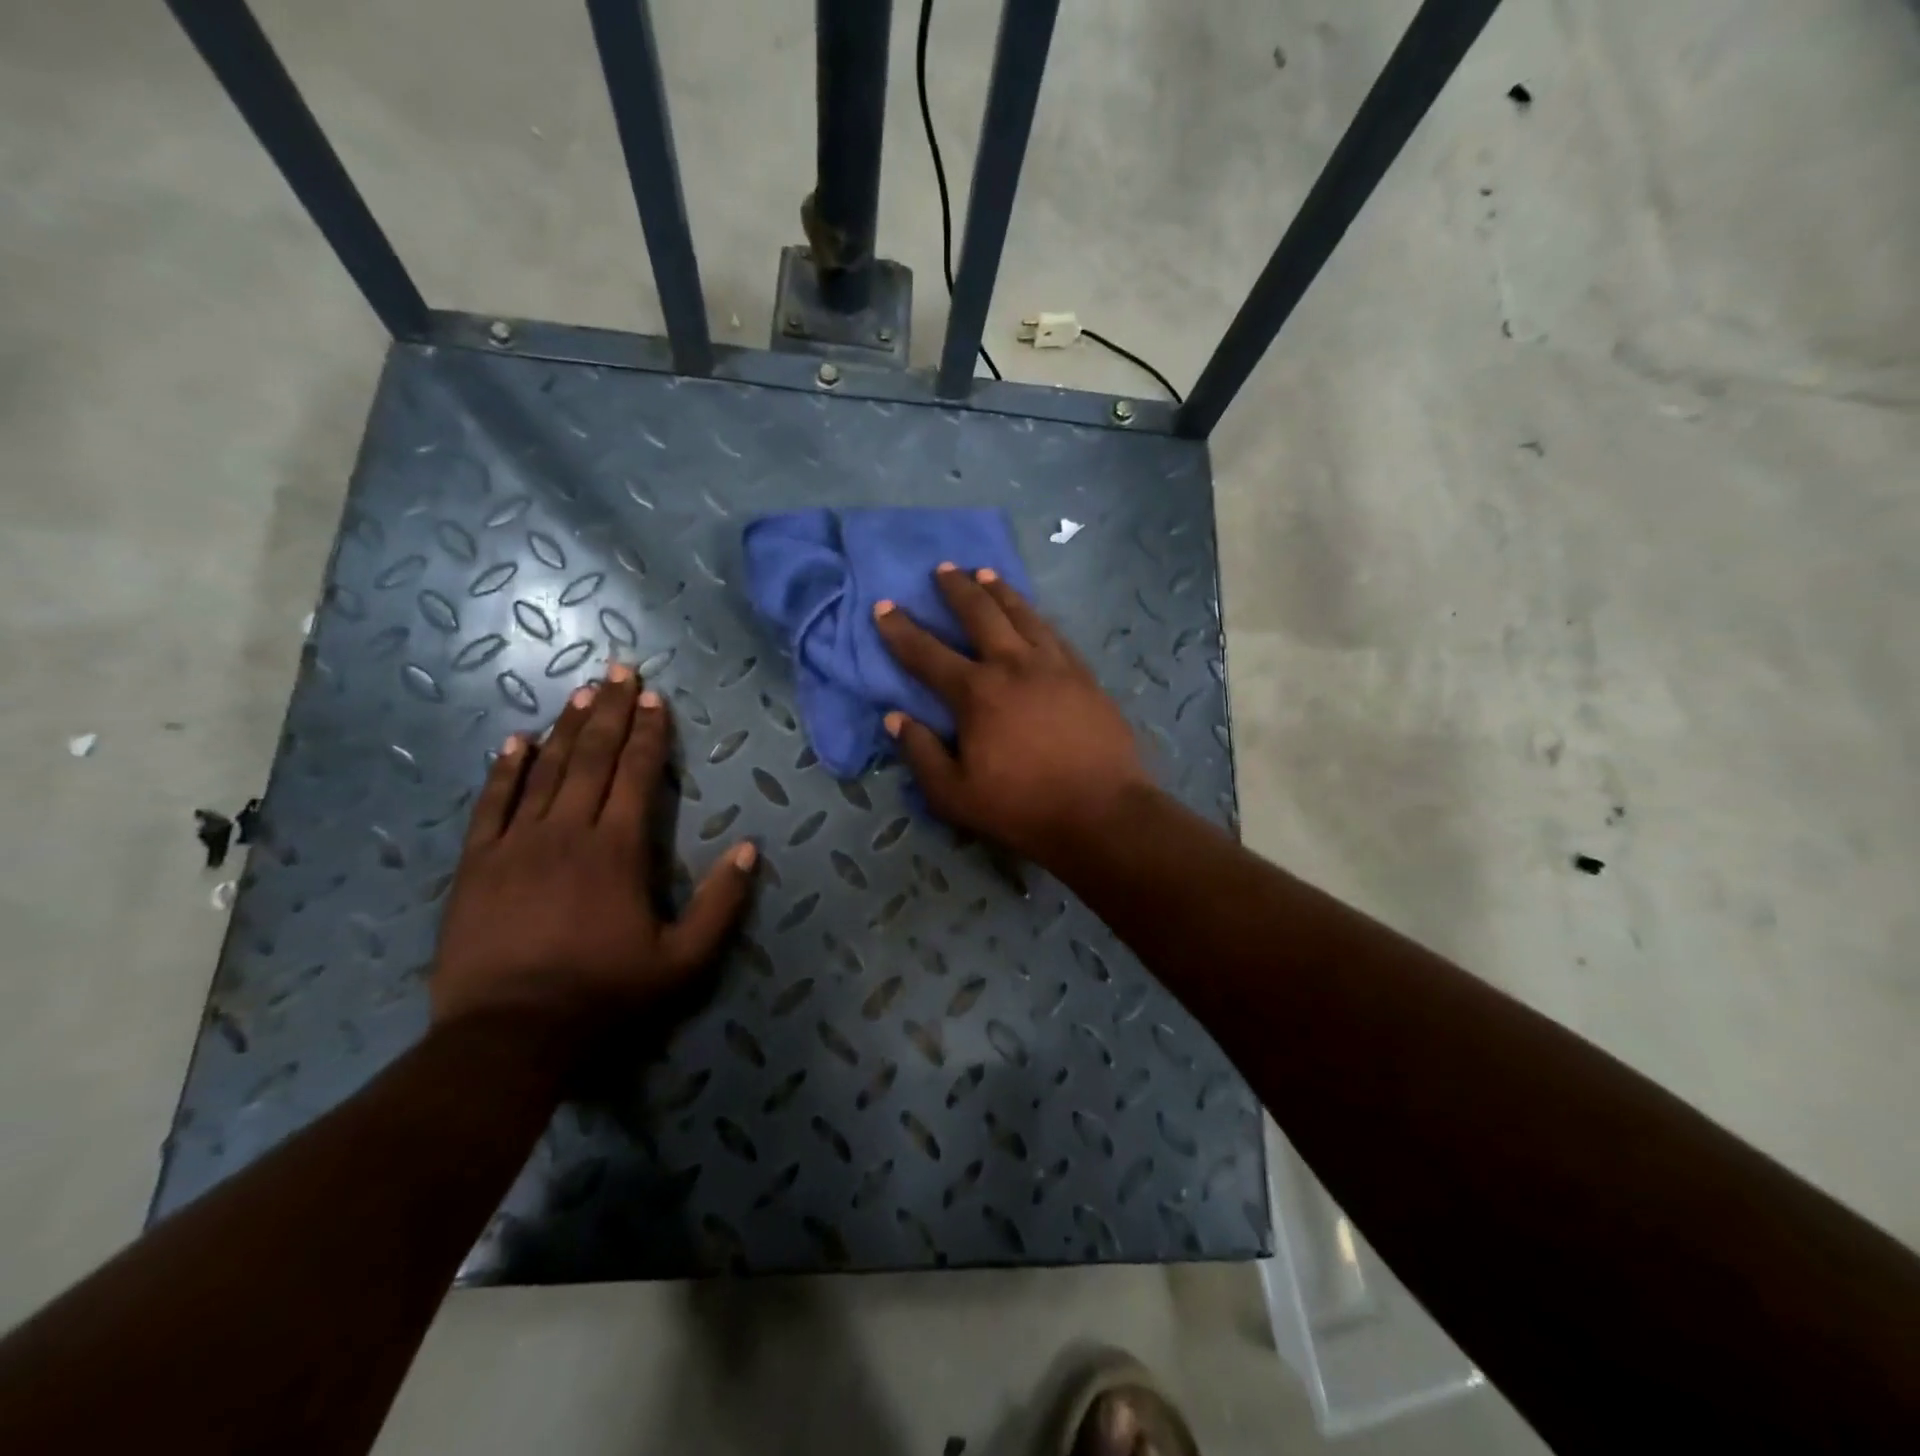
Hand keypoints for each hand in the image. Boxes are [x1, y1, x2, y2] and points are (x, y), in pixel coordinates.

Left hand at [431, 663, 756, 1032]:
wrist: (508, 1037)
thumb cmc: (605, 995)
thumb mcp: (684, 961)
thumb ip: (721, 903)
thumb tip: (750, 848)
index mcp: (618, 850)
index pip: (637, 774)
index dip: (649, 733)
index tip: (654, 697)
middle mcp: (567, 832)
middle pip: (592, 758)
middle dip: (609, 711)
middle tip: (619, 670)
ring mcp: (515, 845)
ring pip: (545, 771)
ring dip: (566, 728)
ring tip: (581, 692)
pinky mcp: (476, 865)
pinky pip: (492, 805)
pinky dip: (505, 770)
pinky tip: (515, 741)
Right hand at [873, 565, 1150, 863]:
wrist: (1101, 812)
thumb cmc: (1022, 807)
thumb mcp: (954, 795)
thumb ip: (921, 753)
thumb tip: (895, 717)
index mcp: (976, 693)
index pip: (928, 653)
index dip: (901, 630)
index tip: (884, 606)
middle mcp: (1013, 665)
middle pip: (980, 614)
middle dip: (957, 589)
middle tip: (943, 569)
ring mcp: (1054, 665)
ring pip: (1022, 614)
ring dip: (1000, 590)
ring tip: (986, 573)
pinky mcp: (1084, 675)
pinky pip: (1053, 632)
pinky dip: (1035, 615)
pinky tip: (1032, 614)